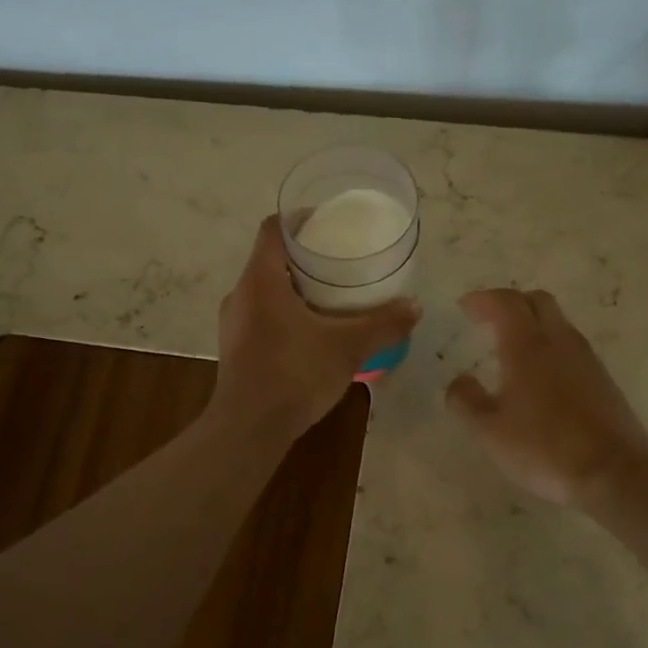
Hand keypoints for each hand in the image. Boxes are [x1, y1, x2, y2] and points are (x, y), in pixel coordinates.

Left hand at [211, 216, 419, 443]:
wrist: (249, 428)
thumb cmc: (294, 374)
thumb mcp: (347, 347)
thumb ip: (382, 324)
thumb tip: (415, 306)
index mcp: (260, 280)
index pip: (273, 229)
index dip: (298, 219)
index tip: (327, 221)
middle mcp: (240, 294)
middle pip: (270, 259)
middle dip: (304, 257)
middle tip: (339, 261)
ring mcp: (233, 324)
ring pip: (265, 290)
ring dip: (294, 288)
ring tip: (330, 296)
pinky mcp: (235, 349)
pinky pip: (261, 316)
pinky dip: (285, 313)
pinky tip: (312, 333)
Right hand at [447, 288, 647, 507]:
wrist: (614, 472)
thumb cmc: (543, 448)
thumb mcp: (489, 431)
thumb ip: (465, 401)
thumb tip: (458, 381)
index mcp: (527, 346)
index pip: (505, 302)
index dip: (482, 299)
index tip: (464, 307)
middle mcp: (559, 342)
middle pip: (537, 301)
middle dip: (510, 303)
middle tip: (487, 320)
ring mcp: (586, 359)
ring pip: (557, 323)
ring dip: (532, 324)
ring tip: (509, 348)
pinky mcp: (603, 379)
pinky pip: (570, 347)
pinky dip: (549, 346)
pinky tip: (539, 376)